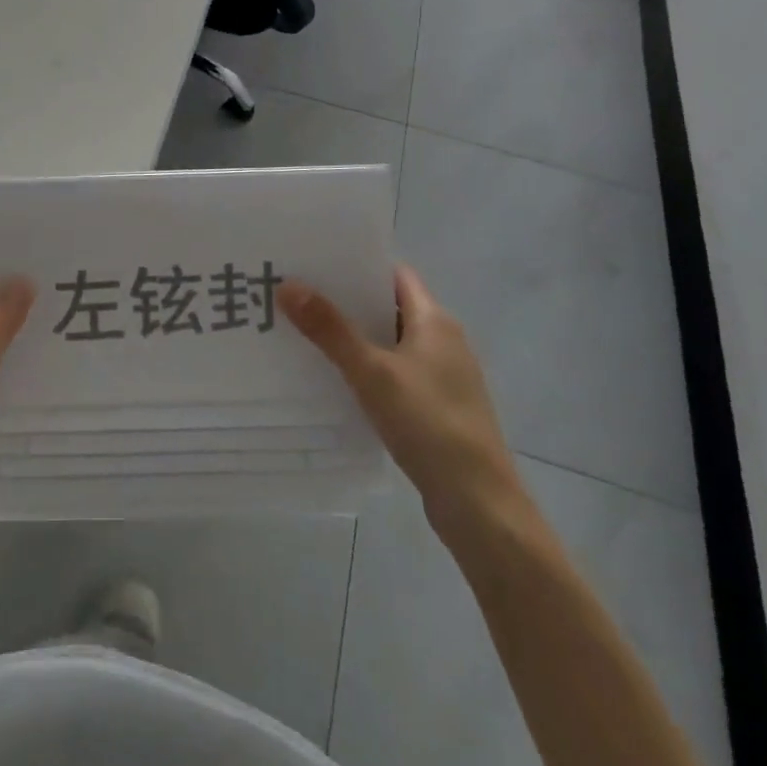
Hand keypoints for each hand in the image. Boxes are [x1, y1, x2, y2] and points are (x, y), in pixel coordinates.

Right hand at [280, 265, 528, 554]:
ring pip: (390, 343)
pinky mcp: (436, 408)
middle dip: (347, 302)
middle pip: (389, 307)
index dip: (358, 265)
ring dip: (354, 337)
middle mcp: (443, 341)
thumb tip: (288, 284)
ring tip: (305, 332)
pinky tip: (335, 379)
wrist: (478, 503)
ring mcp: (442, 377)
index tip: (316, 263)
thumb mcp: (372, 372)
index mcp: (436, 321)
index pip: (395, 275)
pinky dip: (366, 369)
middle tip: (298, 295)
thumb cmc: (429, 424)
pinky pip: (394, 374)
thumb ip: (330, 329)